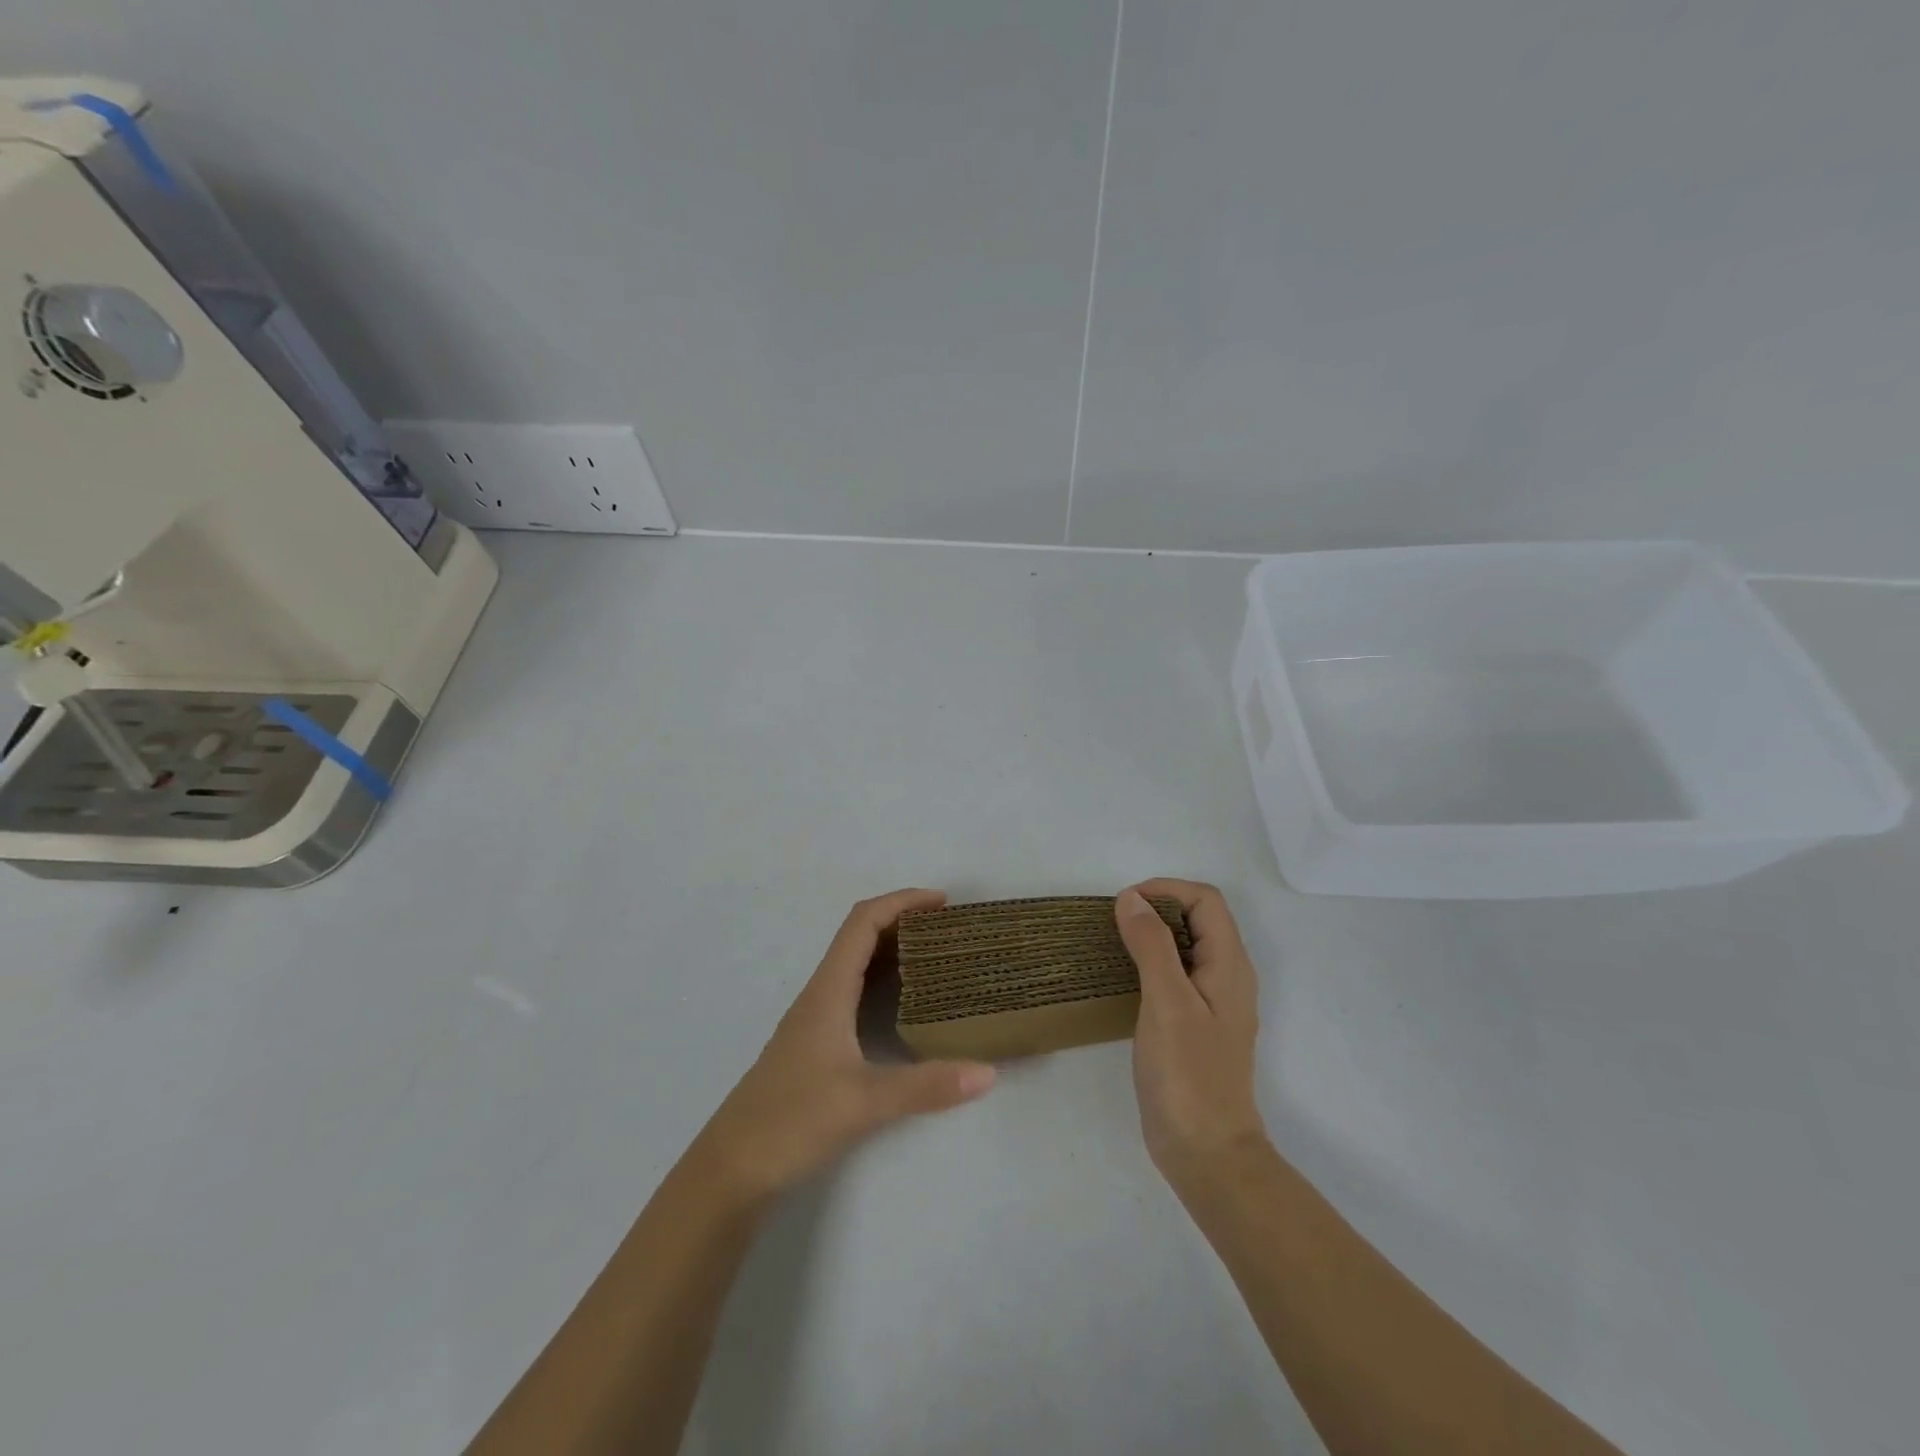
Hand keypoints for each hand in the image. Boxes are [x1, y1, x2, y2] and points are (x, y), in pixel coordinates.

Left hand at [695, 889, 996, 1203]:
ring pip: (857, 964)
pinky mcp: (817, 1043)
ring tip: (938, 958)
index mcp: (828, 991)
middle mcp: (821, 994)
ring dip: (895, 950)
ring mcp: (816, 1019)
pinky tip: (907, 1006)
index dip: (901, 901)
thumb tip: (987, 1072)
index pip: (863, 922)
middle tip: (950, 931)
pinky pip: (855, 992)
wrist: (732, 1167)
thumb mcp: (863, 1103)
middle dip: (904, 921)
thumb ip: (926, 1087)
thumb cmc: (790, 1121)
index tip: (942, 903)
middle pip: (861, 936)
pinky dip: (885, 981)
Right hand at [1116, 880, 1266, 1193]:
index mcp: (1229, 966)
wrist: (1206, 1153)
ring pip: (1186, 946)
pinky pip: (1175, 975)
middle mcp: (1227, 977)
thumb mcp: (1167, 1002)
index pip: (1206, 900)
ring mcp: (1212, 1003)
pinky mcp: (1194, 1025)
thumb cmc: (1188, 1074)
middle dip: (1157, 907)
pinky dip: (1150, 962)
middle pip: (1198, 919)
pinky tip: (1123, 979)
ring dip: (1152, 934)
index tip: (1126, 903)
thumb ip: (1152, 945)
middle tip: (1115, 922)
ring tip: (1113, 943)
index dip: (1167, 889)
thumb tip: (1131, 899)